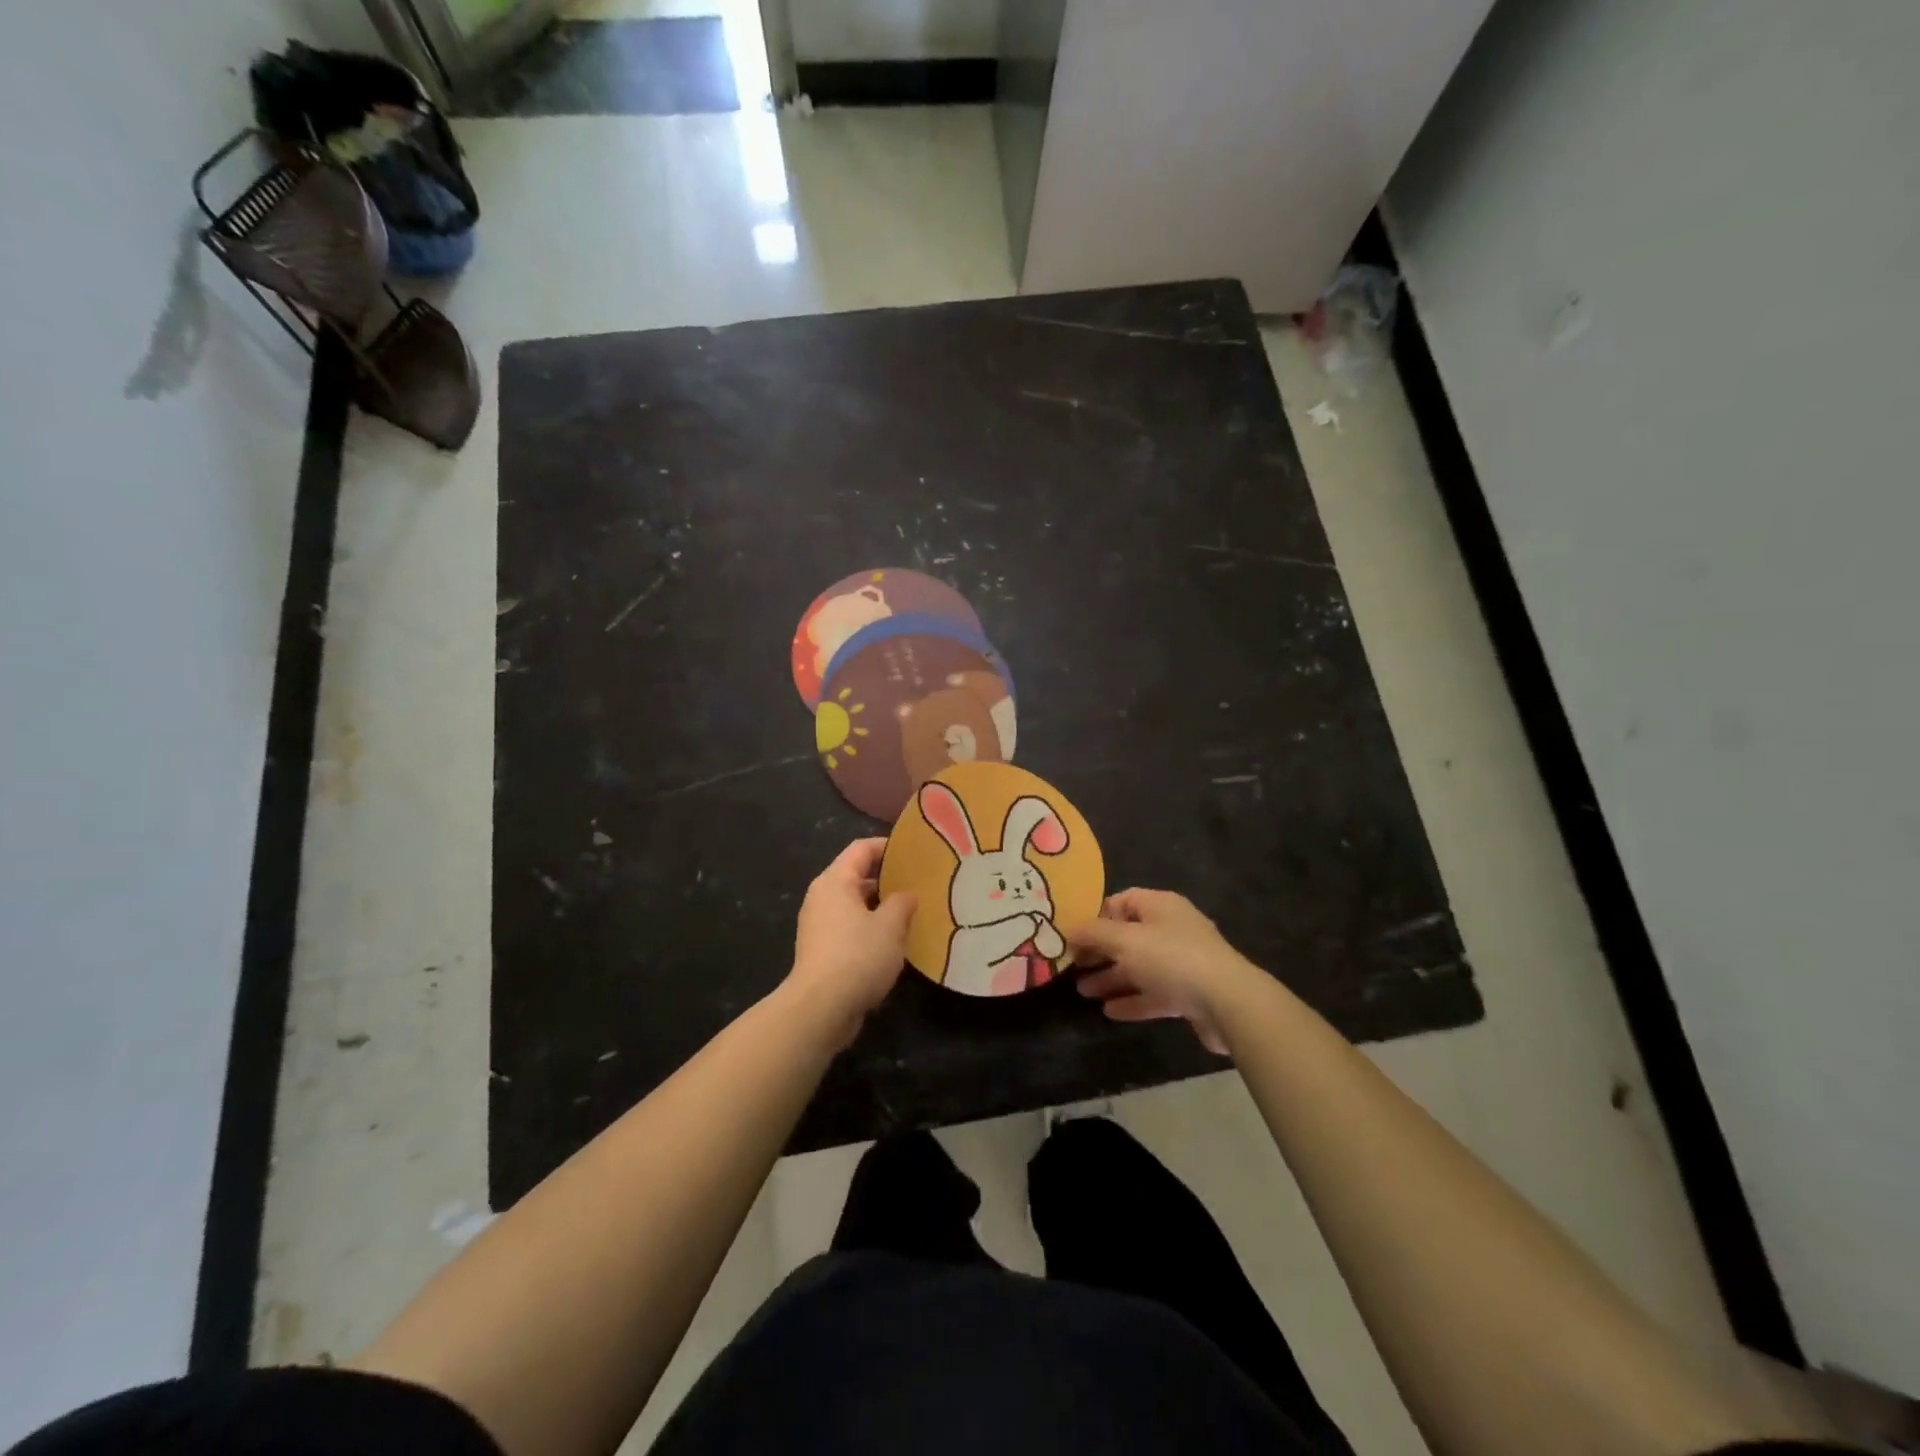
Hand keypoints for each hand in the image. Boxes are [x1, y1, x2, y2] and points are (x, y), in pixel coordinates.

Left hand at [786, 839, 916, 1044]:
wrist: (820, 1009)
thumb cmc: (857, 956)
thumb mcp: (890, 926)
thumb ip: (902, 903)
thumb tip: (907, 894)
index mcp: (835, 881)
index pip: (861, 849)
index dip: (887, 846)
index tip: (914, 852)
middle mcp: (822, 897)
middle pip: (857, 876)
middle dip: (888, 880)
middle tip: (919, 884)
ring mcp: (819, 925)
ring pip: (855, 905)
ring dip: (881, 908)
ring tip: (912, 914)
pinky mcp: (822, 950)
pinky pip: (850, 928)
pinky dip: (870, 929)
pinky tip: (894, 943)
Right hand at [1065, 889, 1260, 1054]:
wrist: (1227, 1002)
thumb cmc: (1171, 958)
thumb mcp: (1124, 940)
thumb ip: (1094, 934)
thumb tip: (1068, 929)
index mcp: (1160, 906)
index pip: (1122, 901)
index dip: (1096, 915)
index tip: (1073, 934)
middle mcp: (1172, 929)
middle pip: (1128, 936)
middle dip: (1100, 952)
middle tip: (1072, 966)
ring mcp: (1183, 962)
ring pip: (1139, 967)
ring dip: (1112, 978)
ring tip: (1083, 992)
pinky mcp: (1190, 993)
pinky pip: (1154, 993)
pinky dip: (1132, 1000)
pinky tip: (1109, 1011)